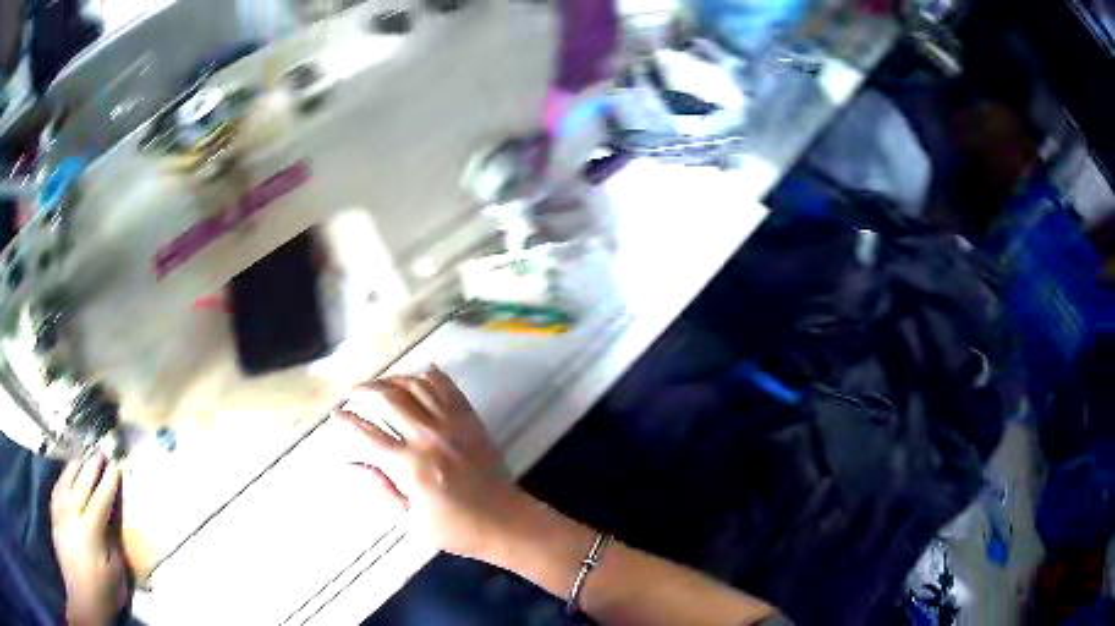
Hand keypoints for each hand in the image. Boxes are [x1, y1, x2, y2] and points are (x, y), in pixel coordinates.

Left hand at [51, 454, 128, 625]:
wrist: (82, 600)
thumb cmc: (102, 593)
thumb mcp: (116, 576)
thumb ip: (113, 546)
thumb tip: (112, 526)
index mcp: (90, 529)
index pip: (100, 498)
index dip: (109, 482)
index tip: (115, 465)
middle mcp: (71, 514)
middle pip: (81, 483)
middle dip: (91, 466)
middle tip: (100, 451)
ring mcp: (60, 514)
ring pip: (65, 481)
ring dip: (74, 468)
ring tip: (81, 458)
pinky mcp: (54, 518)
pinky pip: (56, 491)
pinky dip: (61, 480)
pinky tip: (64, 478)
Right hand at [334, 366, 520, 559]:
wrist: (506, 521)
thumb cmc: (456, 528)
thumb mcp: (411, 520)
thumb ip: (381, 488)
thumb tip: (353, 464)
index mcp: (410, 466)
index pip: (368, 434)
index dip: (347, 420)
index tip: (335, 413)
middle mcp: (428, 437)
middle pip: (387, 398)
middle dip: (363, 390)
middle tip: (350, 392)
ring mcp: (452, 424)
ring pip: (415, 385)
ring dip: (392, 379)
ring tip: (378, 384)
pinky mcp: (471, 420)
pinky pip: (448, 388)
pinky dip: (431, 376)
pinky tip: (419, 373)